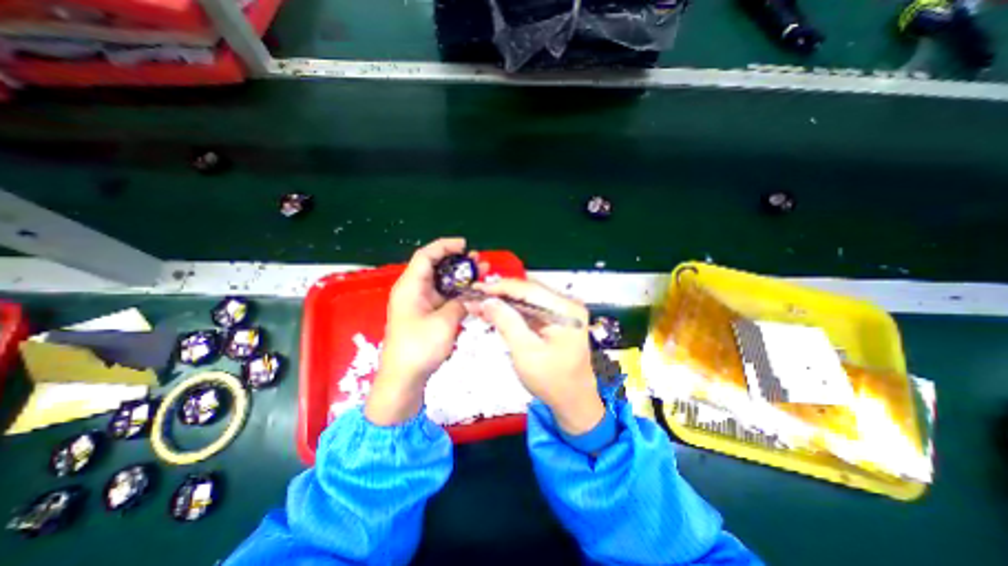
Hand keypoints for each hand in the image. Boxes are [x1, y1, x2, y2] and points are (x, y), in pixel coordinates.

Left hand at [368, 236, 483, 425]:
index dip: (445, 246)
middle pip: (435, 267)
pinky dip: (458, 292)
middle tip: (479, 260)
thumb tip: (470, 296)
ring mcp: (420, 303)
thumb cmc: (419, 348)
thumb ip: (460, 303)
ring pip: (441, 282)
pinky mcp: (426, 314)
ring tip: (481, 272)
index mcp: (410, 287)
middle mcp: (413, 291)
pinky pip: (443, 296)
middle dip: (458, 261)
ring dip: (460, 276)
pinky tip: (473, 291)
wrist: (403, 379)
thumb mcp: (444, 323)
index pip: (426, 256)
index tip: (464, 245)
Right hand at [466, 281, 605, 435]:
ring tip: (481, 305)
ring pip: (528, 299)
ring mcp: (564, 311)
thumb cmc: (552, 381)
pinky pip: (532, 309)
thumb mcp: (525, 352)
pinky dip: (513, 311)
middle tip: (476, 297)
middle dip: (500, 294)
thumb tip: (487, 300)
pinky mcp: (558, 319)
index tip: (477, 289)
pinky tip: (496, 312)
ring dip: (504, 302)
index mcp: (565, 309)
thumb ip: (507, 322)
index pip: (528, 289)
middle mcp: (567, 304)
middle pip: (528, 291)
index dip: (500, 287)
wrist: (573, 401)